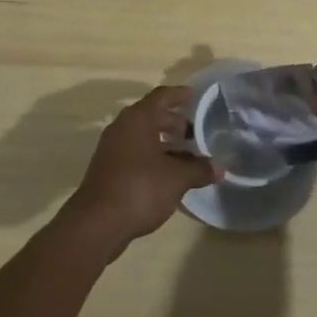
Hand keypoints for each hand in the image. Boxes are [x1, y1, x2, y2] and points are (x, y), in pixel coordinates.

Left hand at [57, 85, 216, 256]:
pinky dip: (152, 156)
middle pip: (151, 115)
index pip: (161, 97)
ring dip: (163, 142)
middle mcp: (122, 127)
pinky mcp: (108, 169)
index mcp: (138, 119)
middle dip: (173, 122)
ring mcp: (112, 148)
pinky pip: (135, 152)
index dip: (178, 95)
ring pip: (142, 136)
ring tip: (186, 155)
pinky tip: (168, 174)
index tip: (193, 95)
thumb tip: (219, 167)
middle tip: (194, 132)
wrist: (97, 222)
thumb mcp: (176, 178)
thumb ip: (199, 169)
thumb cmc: (140, 188)